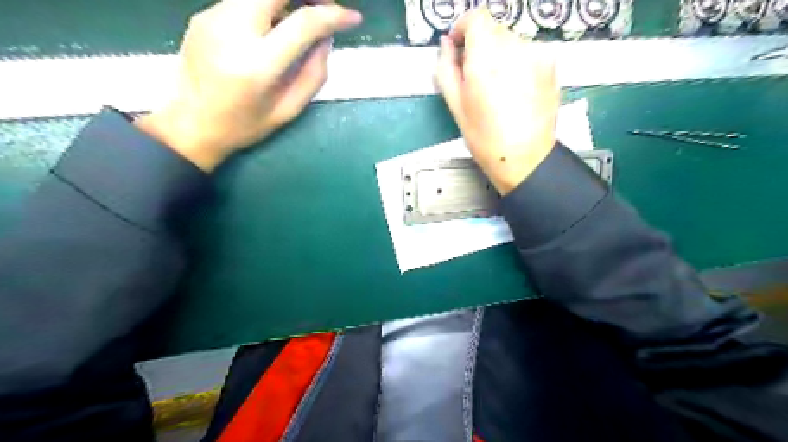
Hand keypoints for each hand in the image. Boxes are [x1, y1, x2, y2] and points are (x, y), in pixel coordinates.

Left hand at [136, 0, 362, 169]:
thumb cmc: (245, 125)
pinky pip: (244, 0)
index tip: (353, 18)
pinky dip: (267, 5)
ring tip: (303, 17)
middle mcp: (233, 30)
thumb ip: (314, 74)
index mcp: (258, 64)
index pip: (303, 22)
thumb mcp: (289, 109)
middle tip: (325, 7)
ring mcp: (213, 17)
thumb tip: (326, 38)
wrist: (191, 124)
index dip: (334, 14)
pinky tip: (274, 26)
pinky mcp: (203, 14)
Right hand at [436, 8, 558, 192]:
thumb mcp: (456, 105)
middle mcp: (515, 48)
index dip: (463, 28)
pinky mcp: (550, 64)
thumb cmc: (486, 138)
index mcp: (486, 57)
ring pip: (511, 40)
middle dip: (480, 46)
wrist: (525, 157)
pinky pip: (527, 52)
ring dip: (499, 55)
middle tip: (474, 75)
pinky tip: (514, 89)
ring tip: (496, 88)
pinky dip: (517, 62)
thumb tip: (446, 45)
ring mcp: (537, 54)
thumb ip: (446, 68)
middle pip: (493, 29)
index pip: (476, 17)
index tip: (459, 45)